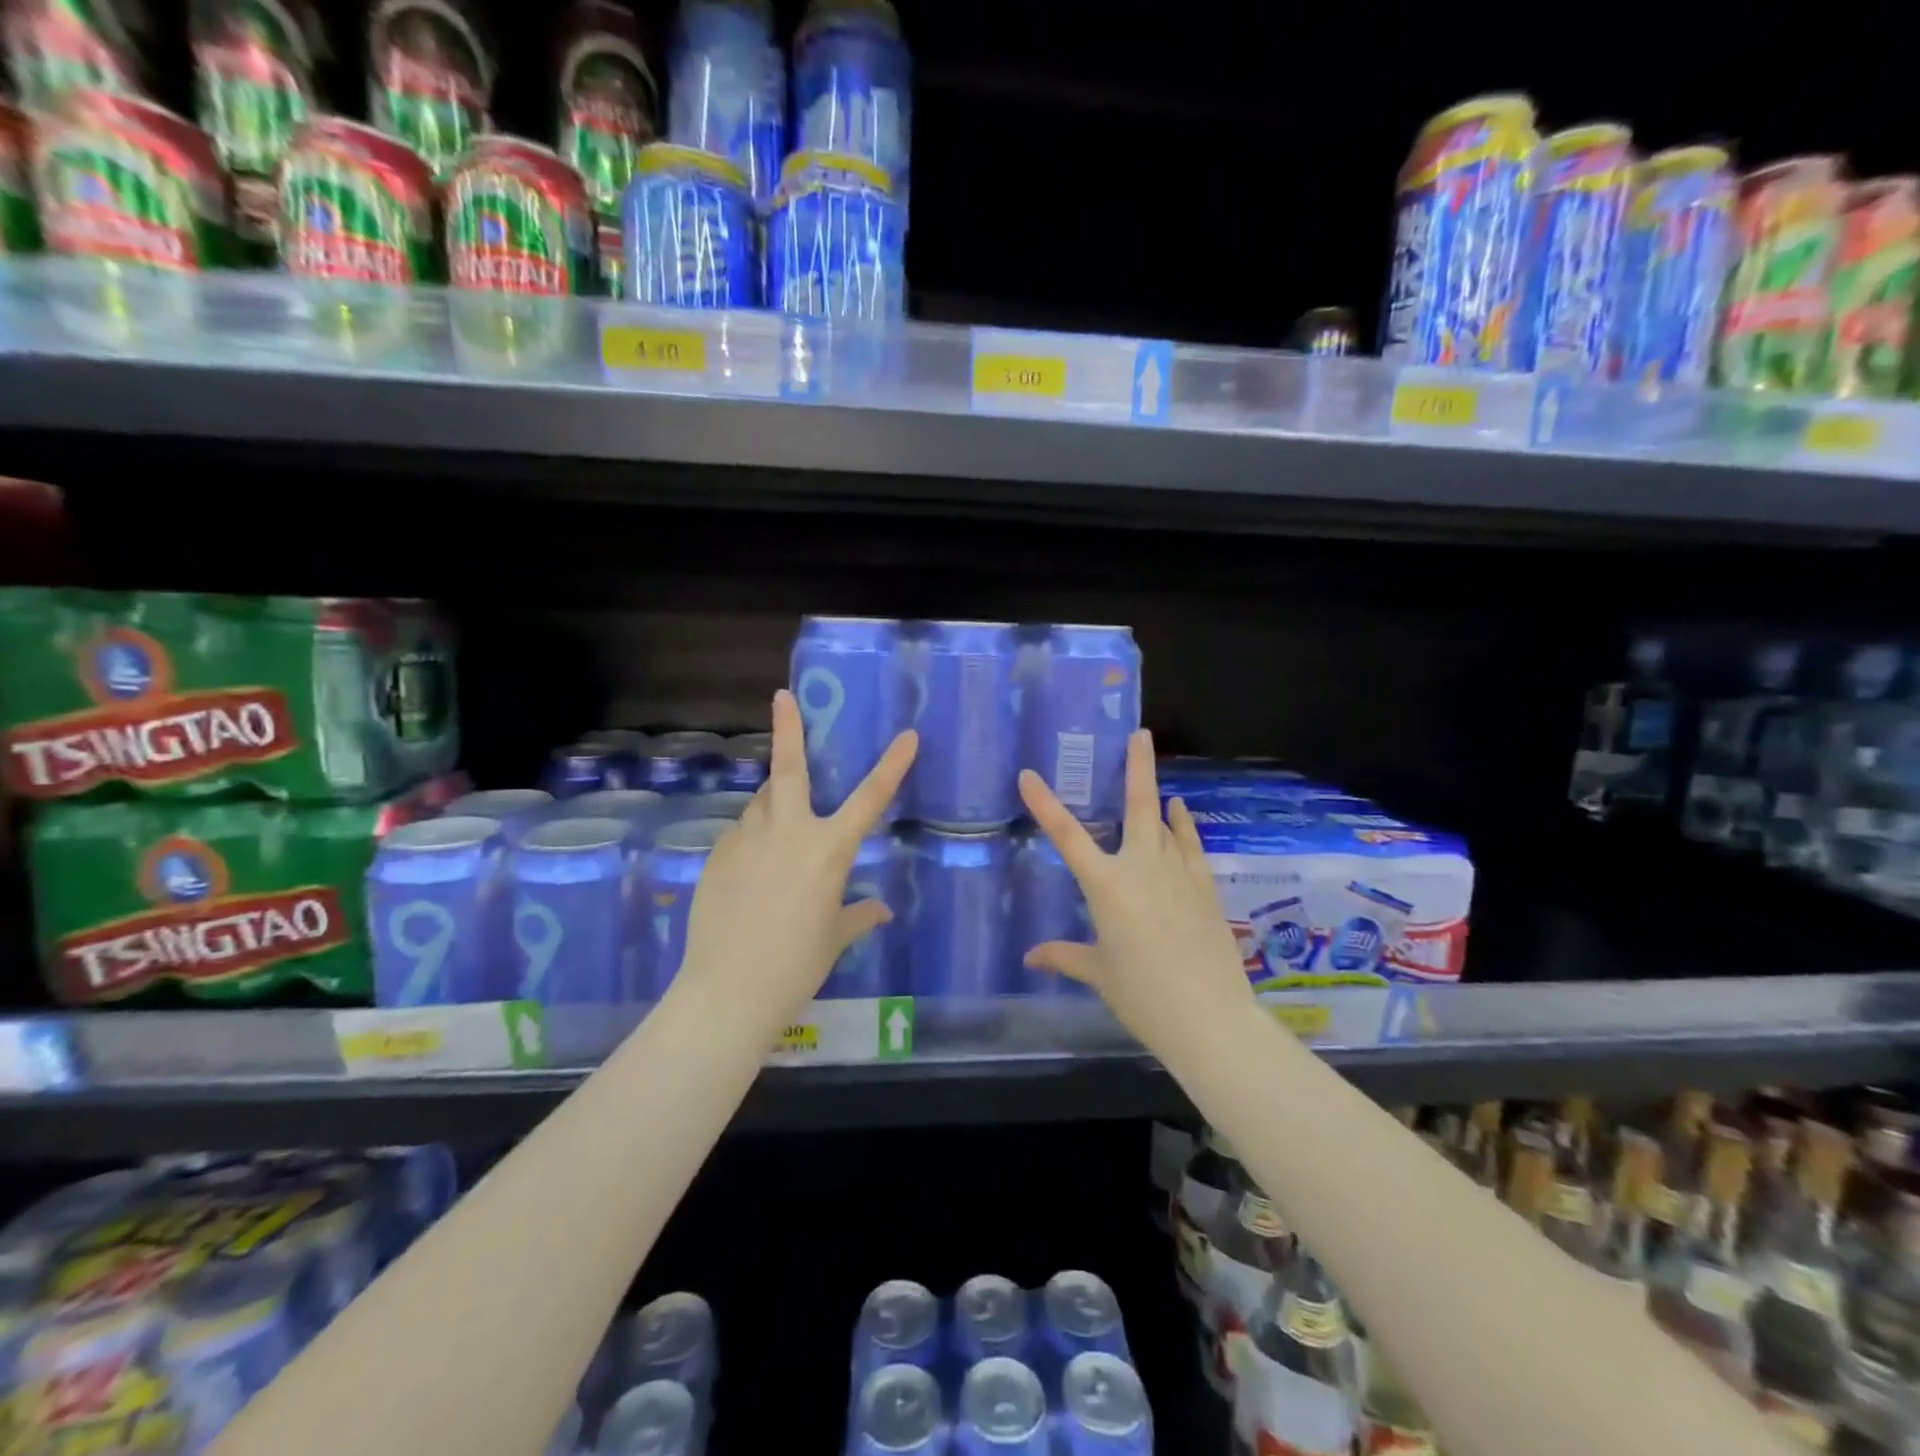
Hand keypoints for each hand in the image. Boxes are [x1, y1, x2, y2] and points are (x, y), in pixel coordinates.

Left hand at [676, 689, 915, 1026]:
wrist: (730, 990)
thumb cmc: (797, 964)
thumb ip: (858, 915)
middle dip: (788, 729)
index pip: (870, 798)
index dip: (892, 765)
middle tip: (782, 697)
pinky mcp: (717, 856)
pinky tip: (752, 869)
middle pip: (788, 770)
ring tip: (777, 827)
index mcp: (828, 850)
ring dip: (773, 803)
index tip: (907, 736)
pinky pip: (741, 834)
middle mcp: (788, 832)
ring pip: (761, 804)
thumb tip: (880, 910)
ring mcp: (747, 840)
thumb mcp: (834, 937)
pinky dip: (752, 838)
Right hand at [1018, 731, 1259, 1067]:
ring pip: (1165, 823)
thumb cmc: (1143, 995)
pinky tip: (1180, 812)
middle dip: (1136, 767)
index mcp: (1106, 885)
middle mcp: (1141, 867)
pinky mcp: (1204, 887)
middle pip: (1137, 806)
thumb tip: (1031, 956)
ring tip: (1151, 774)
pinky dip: (1183, 826)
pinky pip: (1190, 845)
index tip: (1028, 775)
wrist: (1209, 1016)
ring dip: (1156, 797)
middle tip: (1140, 734)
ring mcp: (1178, 873)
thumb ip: (1065, 956)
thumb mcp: (1099, 973)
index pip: (1067, 836)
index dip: (1045, 804)